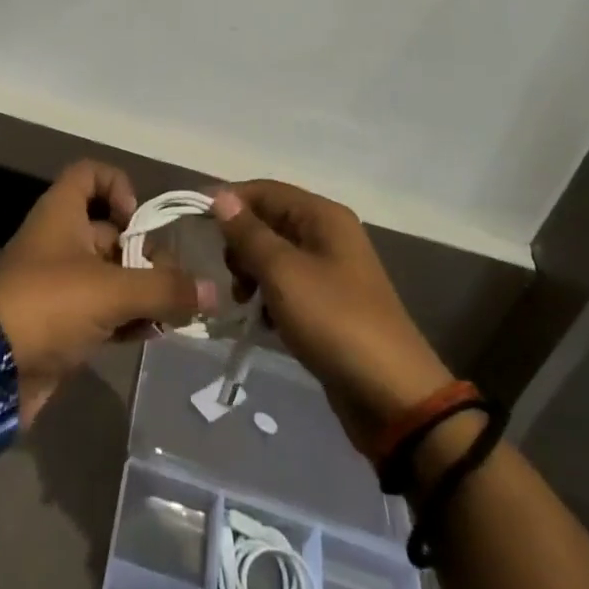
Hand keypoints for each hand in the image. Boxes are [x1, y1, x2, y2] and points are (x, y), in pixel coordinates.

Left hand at [0, 162, 211, 424]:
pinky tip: (154, 334)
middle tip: (173, 282)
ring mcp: (60, 283)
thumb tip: (214, 291)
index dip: (118, 185)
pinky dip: (128, 318)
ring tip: (175, 313)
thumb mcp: (112, 290)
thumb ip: (165, 289)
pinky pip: (104, 310)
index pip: (90, 173)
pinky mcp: (62, 323)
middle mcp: (61, 241)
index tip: (137, 220)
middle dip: (146, 253)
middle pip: (111, 231)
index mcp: (62, 213)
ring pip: (111, 274)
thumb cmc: (49, 305)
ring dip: (143, 290)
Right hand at [213, 181, 452, 454]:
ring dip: (252, 273)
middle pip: (269, 221)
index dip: (229, 201)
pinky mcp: (329, 306)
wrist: (393, 397)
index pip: (265, 190)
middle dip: (241, 243)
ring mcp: (331, 271)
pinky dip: (270, 298)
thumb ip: (249, 234)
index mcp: (322, 216)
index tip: (195, 223)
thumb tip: (221, 198)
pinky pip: (287, 287)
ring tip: (243, 301)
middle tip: (231, 274)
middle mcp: (328, 235)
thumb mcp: (283, 273)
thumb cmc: (334, 322)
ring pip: (275, 256)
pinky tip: (264, 323)